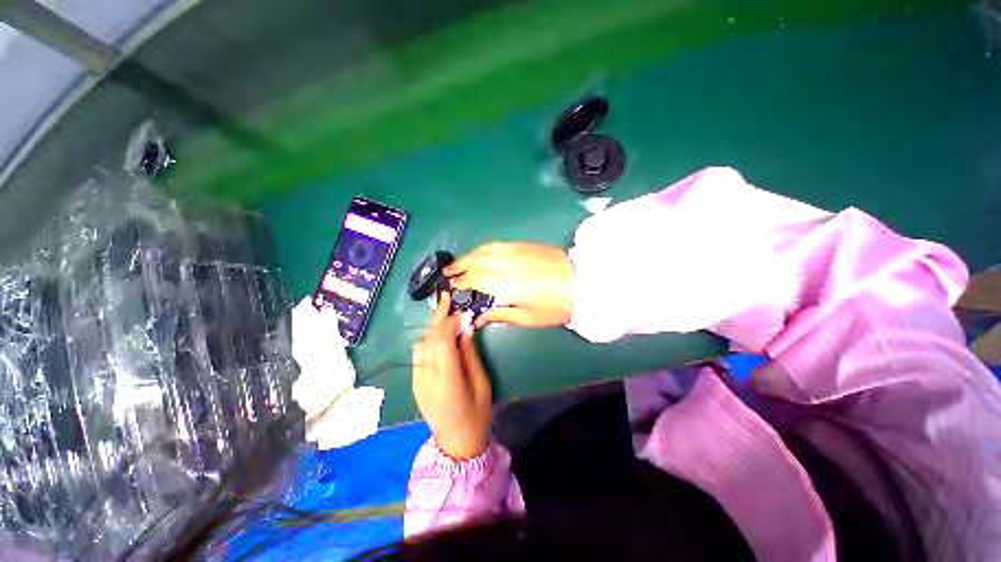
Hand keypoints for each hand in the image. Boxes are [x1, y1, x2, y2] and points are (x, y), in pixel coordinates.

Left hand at [412, 293, 491, 459]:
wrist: (456, 443)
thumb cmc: (476, 414)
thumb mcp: (481, 384)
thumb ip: (471, 354)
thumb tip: (466, 328)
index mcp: (447, 380)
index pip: (442, 341)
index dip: (450, 322)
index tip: (462, 311)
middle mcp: (426, 377)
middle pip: (428, 339)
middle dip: (438, 316)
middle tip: (446, 298)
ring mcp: (417, 380)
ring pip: (421, 344)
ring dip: (433, 326)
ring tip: (445, 314)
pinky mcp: (415, 381)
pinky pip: (418, 353)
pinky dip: (428, 338)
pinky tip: (438, 334)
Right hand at [445, 242, 572, 327]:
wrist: (582, 282)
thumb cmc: (554, 306)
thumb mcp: (527, 318)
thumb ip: (499, 315)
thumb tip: (478, 318)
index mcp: (509, 284)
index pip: (477, 278)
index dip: (462, 281)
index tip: (452, 284)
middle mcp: (509, 264)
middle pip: (477, 260)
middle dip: (460, 265)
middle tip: (448, 270)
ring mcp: (517, 251)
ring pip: (486, 249)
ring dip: (470, 254)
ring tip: (461, 261)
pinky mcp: (525, 244)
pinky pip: (499, 244)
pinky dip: (485, 248)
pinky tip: (481, 253)